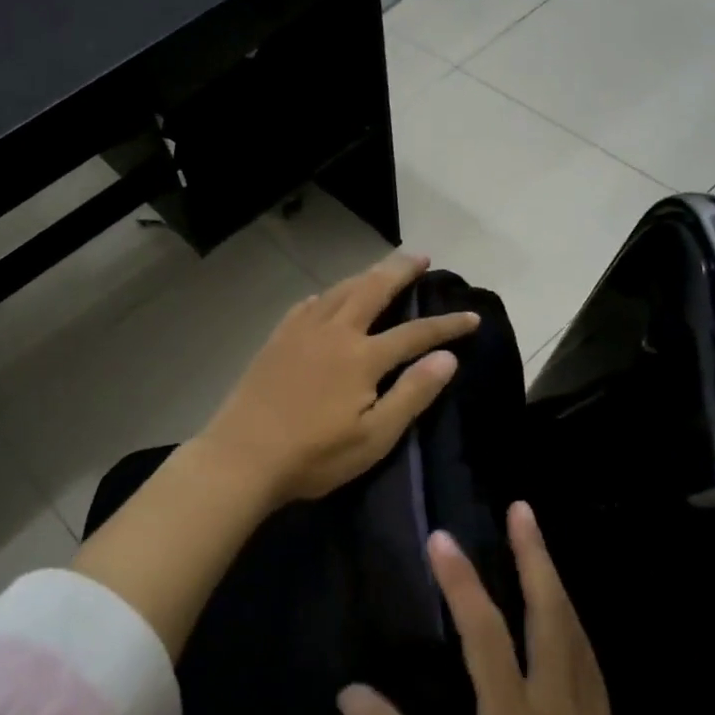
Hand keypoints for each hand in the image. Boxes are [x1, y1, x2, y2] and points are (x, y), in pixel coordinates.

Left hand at [197, 254, 479, 508]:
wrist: (242, 457)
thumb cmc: (314, 455)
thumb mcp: (374, 437)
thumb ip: (412, 394)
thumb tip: (447, 358)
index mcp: (362, 357)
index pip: (415, 333)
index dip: (446, 325)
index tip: (472, 316)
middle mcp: (334, 332)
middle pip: (373, 289)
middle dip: (401, 271)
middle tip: (421, 257)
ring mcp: (300, 332)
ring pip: (339, 290)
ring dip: (365, 275)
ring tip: (382, 269)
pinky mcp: (276, 340)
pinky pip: (308, 305)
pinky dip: (327, 296)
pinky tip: (327, 299)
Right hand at [338, 503, 644, 714]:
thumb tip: (351, 693)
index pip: (487, 635)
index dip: (462, 583)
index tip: (441, 541)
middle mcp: (561, 707)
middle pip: (551, 615)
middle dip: (535, 556)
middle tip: (521, 510)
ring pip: (577, 632)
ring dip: (555, 581)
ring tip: (537, 543)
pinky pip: (588, 657)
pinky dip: (570, 619)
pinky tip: (560, 614)